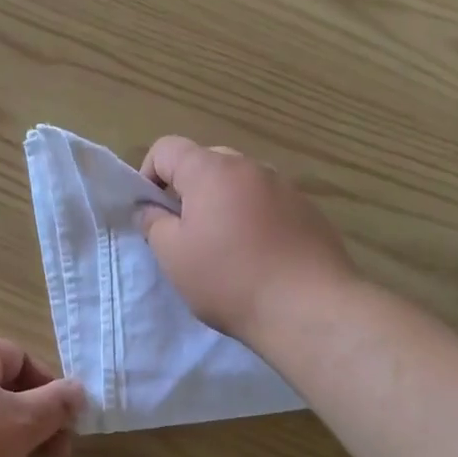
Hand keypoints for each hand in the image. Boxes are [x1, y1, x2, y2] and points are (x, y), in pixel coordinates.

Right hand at [138, 136, 355, 343]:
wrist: (309, 308)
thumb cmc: (229, 279)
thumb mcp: (173, 256)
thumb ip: (153, 223)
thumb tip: (152, 209)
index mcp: (212, 170)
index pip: (167, 148)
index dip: (148, 175)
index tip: (152, 213)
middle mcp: (251, 167)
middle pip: (206, 162)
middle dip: (188, 190)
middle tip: (185, 232)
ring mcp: (285, 187)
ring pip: (240, 183)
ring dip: (223, 204)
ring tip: (225, 248)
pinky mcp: (309, 211)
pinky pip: (268, 204)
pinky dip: (254, 219)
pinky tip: (260, 257)